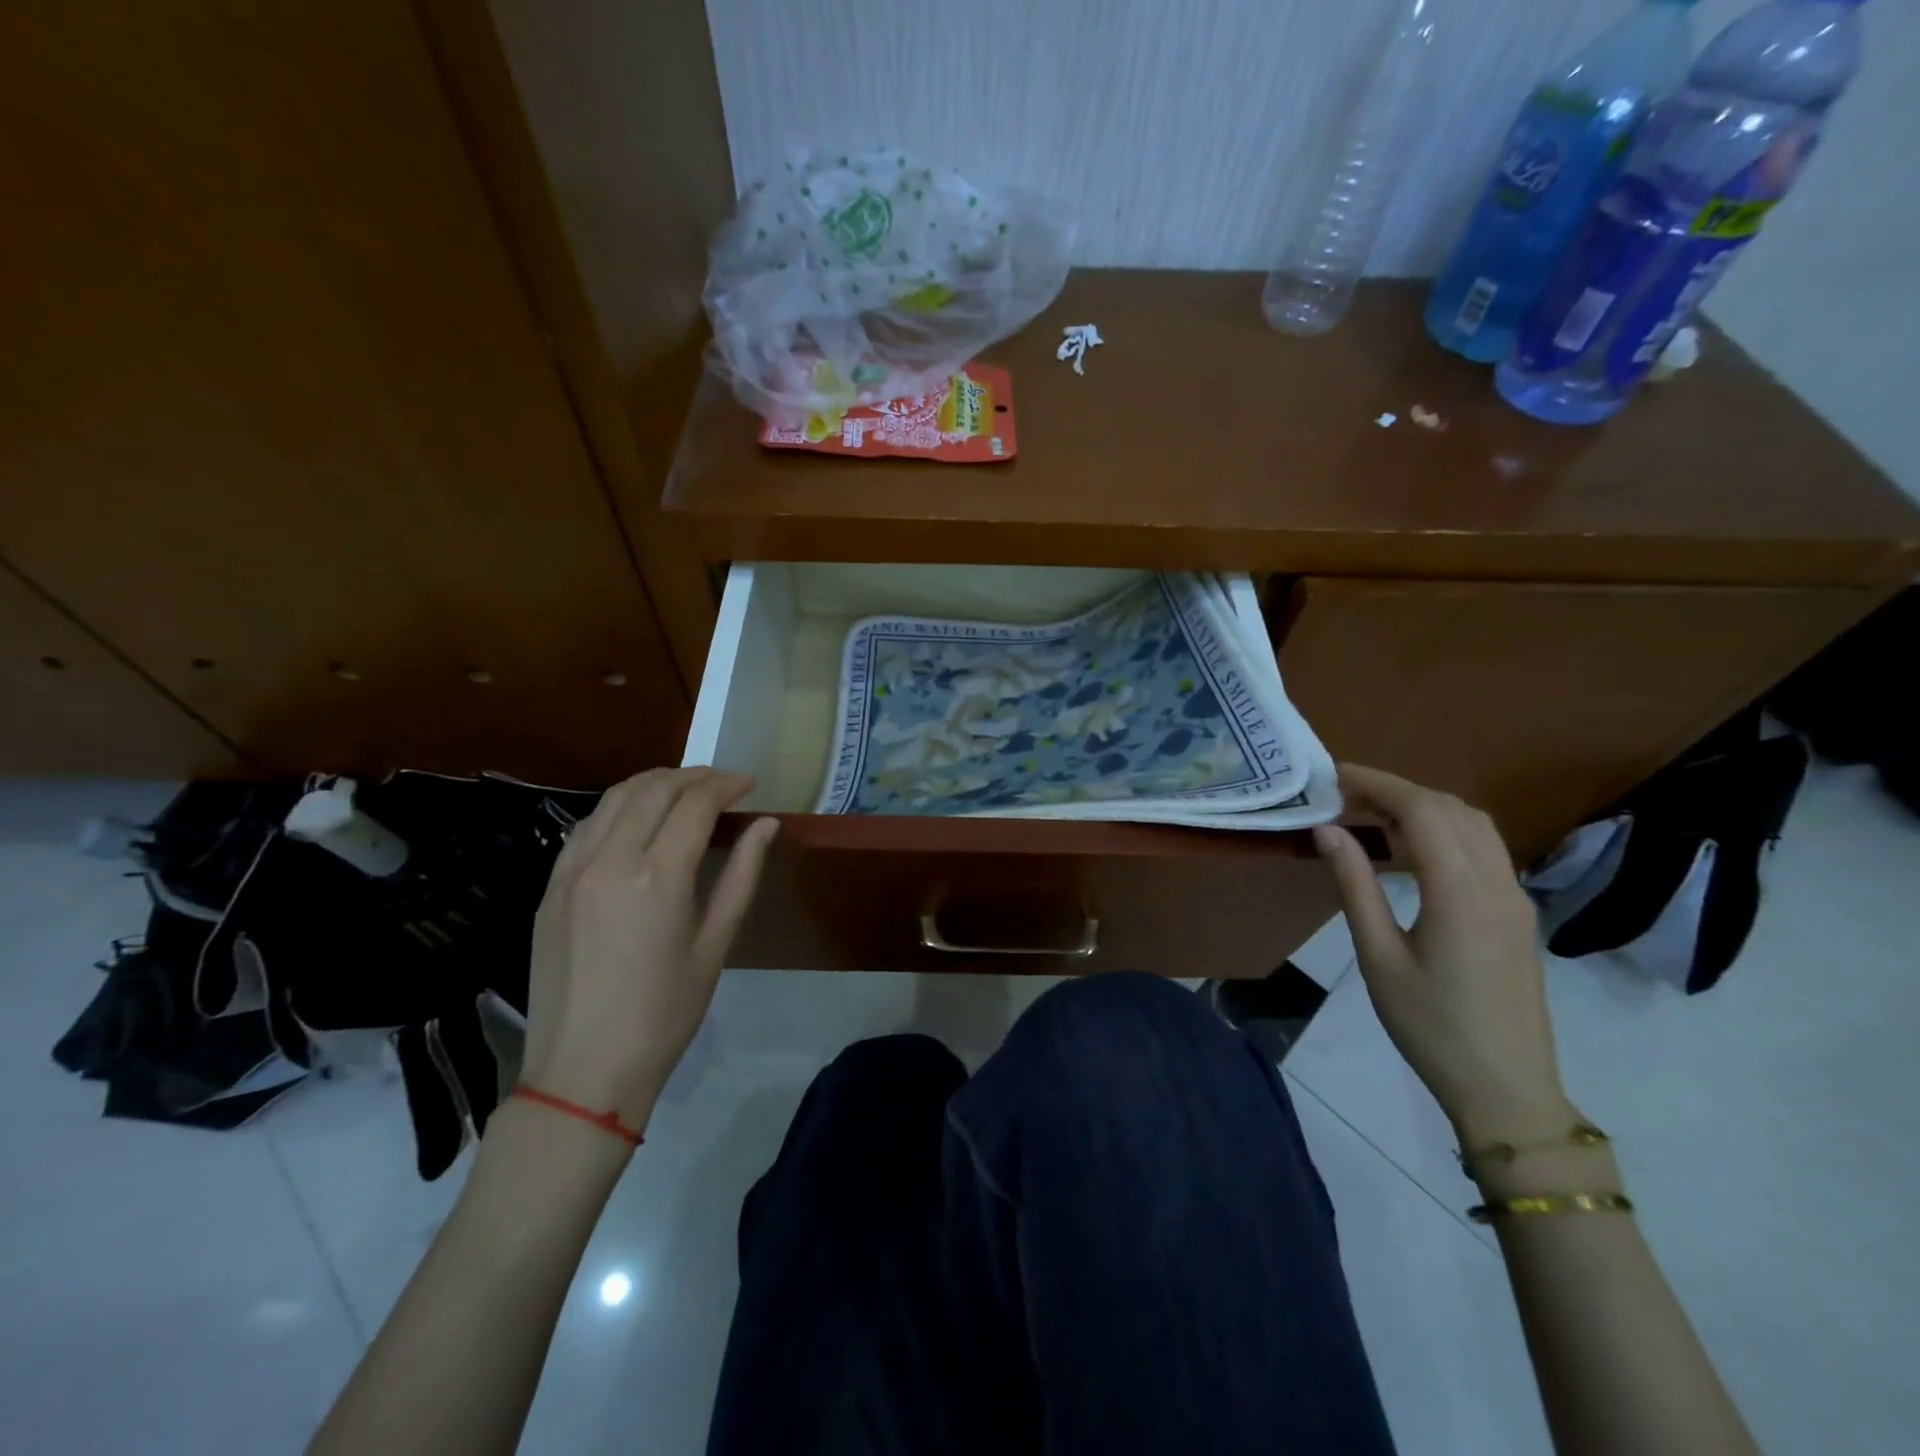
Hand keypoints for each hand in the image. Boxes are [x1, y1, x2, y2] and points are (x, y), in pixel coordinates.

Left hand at [520, 768, 778, 1133]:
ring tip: (685, 791)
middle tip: (723, 784)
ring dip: (655, 783)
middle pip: (654, 789)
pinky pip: (586, 825)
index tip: (749, 785)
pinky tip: (638, 820)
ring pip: (614, 798)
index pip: (695, 804)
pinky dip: (619, 807)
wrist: (583, 1070)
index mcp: (658, 877)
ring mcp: (571, 871)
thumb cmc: (664, 1014)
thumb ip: (741, 875)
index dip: (726, 785)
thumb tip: (766, 825)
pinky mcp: (550, 887)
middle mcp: (610, 860)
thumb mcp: (715, 945)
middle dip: (694, 776)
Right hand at [1312, 764, 1574, 1146]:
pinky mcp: (1518, 914)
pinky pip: (1484, 850)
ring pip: (1474, 825)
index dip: (1377, 783)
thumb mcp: (1378, 955)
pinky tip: (1410, 852)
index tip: (1333, 776)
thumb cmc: (1430, 1025)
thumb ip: (1354, 885)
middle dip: (1397, 790)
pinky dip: (1444, 831)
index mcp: (1461, 891)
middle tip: (1343, 797)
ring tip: (1371, 817)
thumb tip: (1327, 830)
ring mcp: (1515, 897)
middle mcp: (1497, 882)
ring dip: (1424, 808)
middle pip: (1451, 808)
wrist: (1506, 1089)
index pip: (1422, 810)